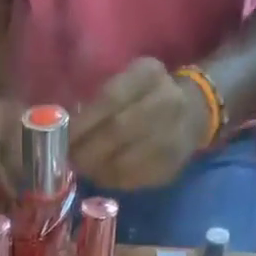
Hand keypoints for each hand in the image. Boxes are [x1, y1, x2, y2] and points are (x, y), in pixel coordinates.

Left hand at [69, 58, 211, 190]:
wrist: (193, 113)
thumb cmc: (147, 99)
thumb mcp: (129, 83)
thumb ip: (100, 102)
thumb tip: (64, 132)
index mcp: (148, 74)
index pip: (110, 99)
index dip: (82, 123)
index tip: (62, 138)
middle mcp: (165, 101)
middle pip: (116, 131)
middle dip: (86, 150)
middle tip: (69, 160)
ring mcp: (171, 136)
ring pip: (123, 160)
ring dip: (96, 169)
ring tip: (82, 170)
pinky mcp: (169, 166)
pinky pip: (132, 179)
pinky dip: (111, 181)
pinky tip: (101, 177)